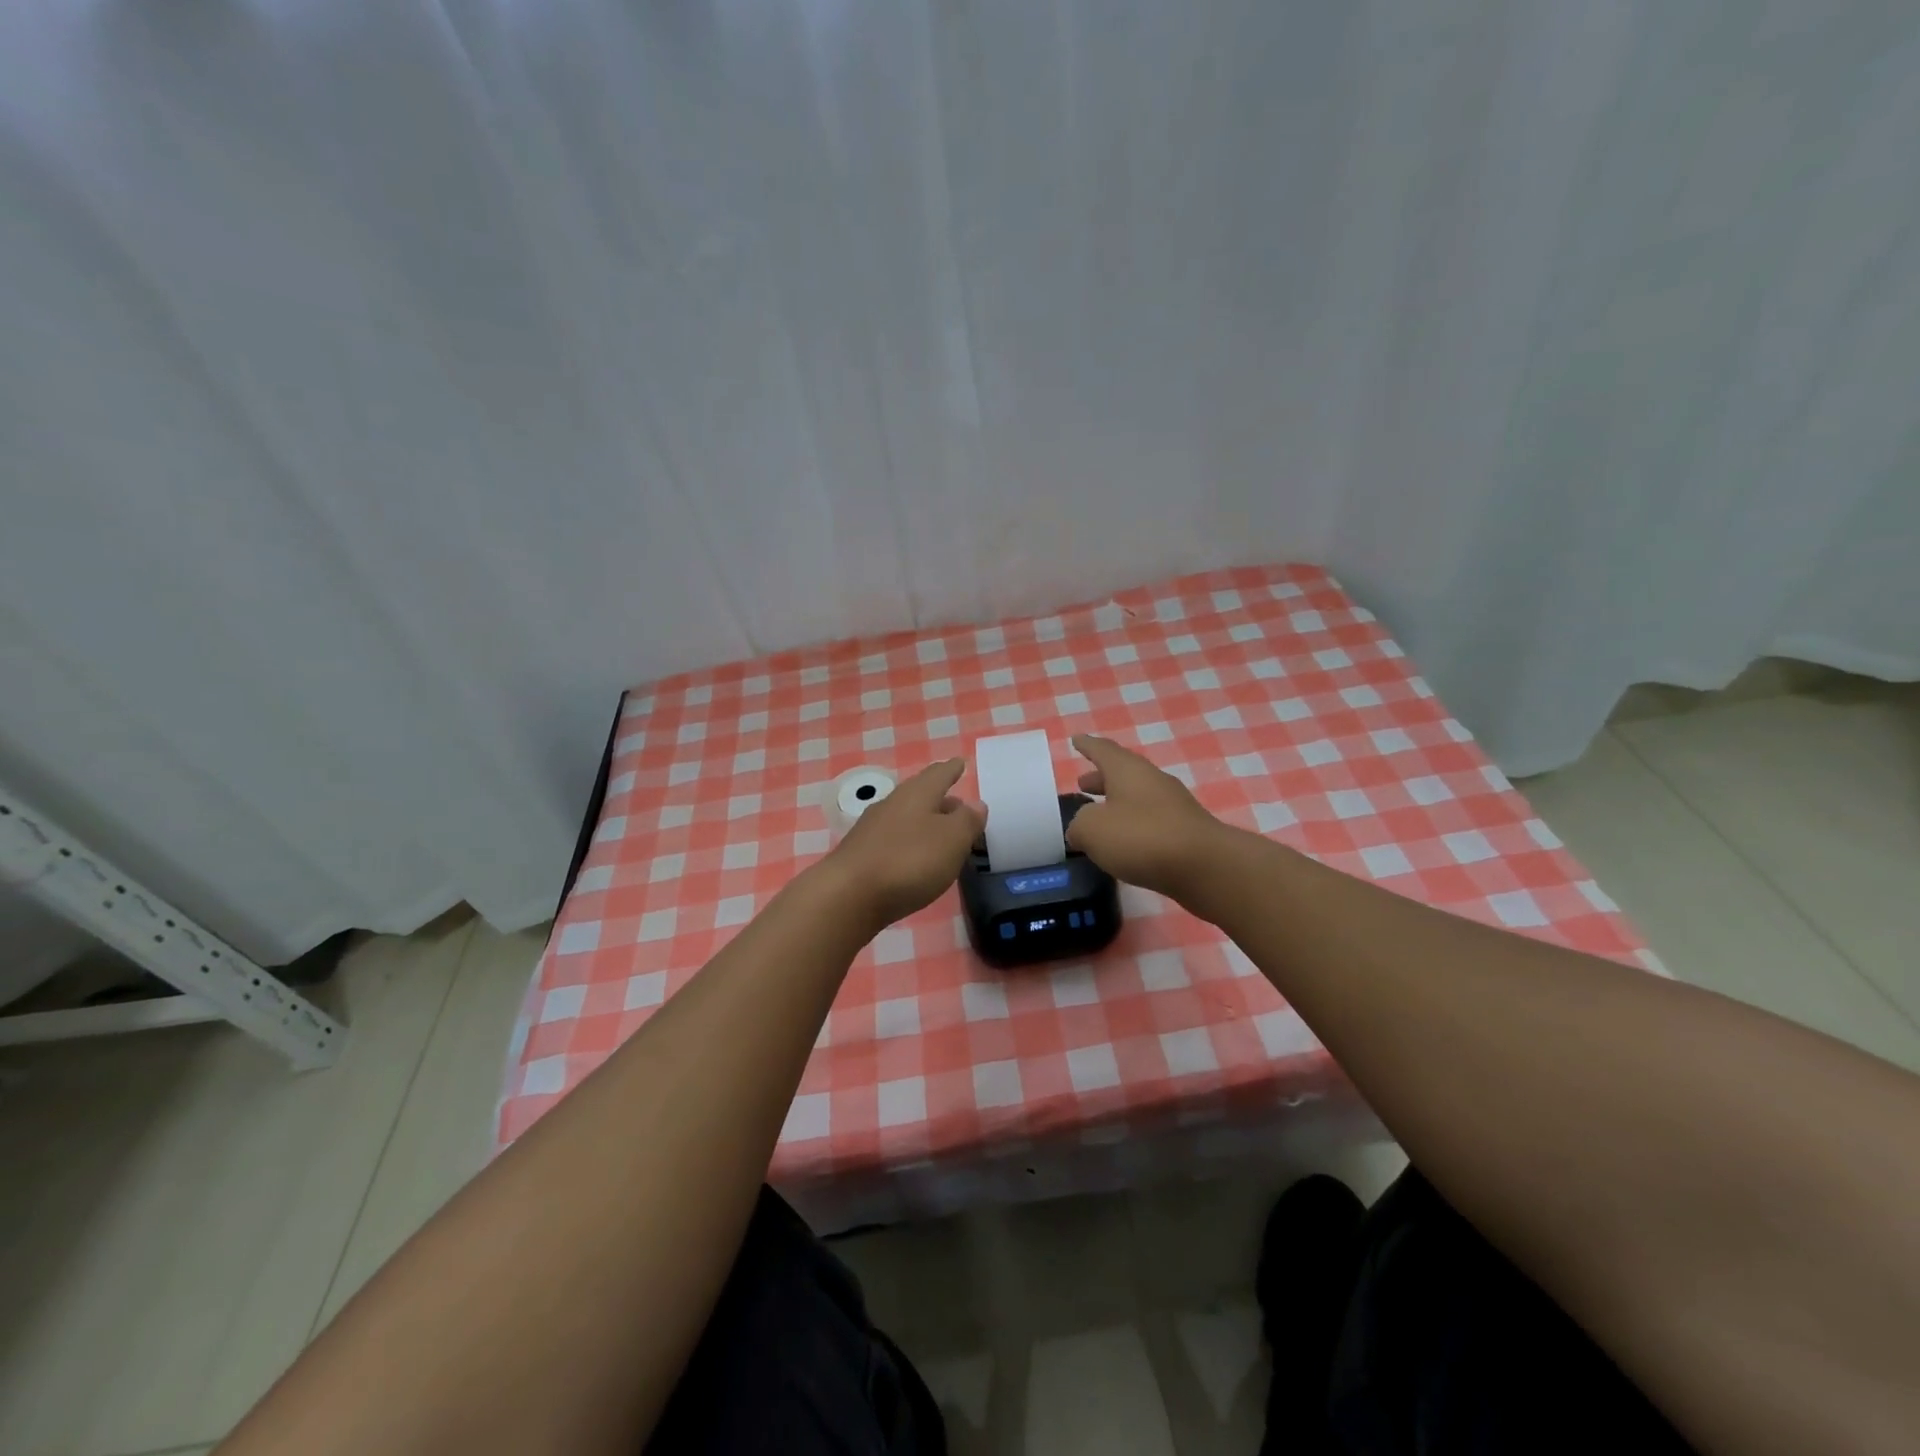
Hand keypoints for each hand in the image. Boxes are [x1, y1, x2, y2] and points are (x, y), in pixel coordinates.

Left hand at [820, 759, 985, 931]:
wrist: (848, 896)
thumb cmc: (909, 861)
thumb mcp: (952, 840)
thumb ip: (967, 821)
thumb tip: (976, 803)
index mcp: (917, 794)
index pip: (939, 774)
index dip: (952, 769)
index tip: (960, 762)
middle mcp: (892, 804)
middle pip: (921, 795)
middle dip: (941, 799)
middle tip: (959, 806)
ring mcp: (872, 829)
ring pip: (906, 817)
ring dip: (925, 822)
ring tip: (942, 833)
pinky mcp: (861, 855)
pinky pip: (893, 839)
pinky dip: (909, 842)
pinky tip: (915, 857)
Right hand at [1065, 734, 1224, 899]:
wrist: (1206, 867)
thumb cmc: (1142, 838)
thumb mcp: (1093, 830)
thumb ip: (1079, 825)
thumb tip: (1080, 828)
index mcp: (1127, 770)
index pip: (1102, 750)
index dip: (1087, 745)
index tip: (1076, 739)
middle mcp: (1152, 780)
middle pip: (1122, 772)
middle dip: (1100, 777)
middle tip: (1082, 784)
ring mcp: (1173, 805)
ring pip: (1137, 796)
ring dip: (1117, 801)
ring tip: (1099, 816)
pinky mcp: (1185, 830)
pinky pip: (1151, 819)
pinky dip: (1133, 823)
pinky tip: (1124, 842)